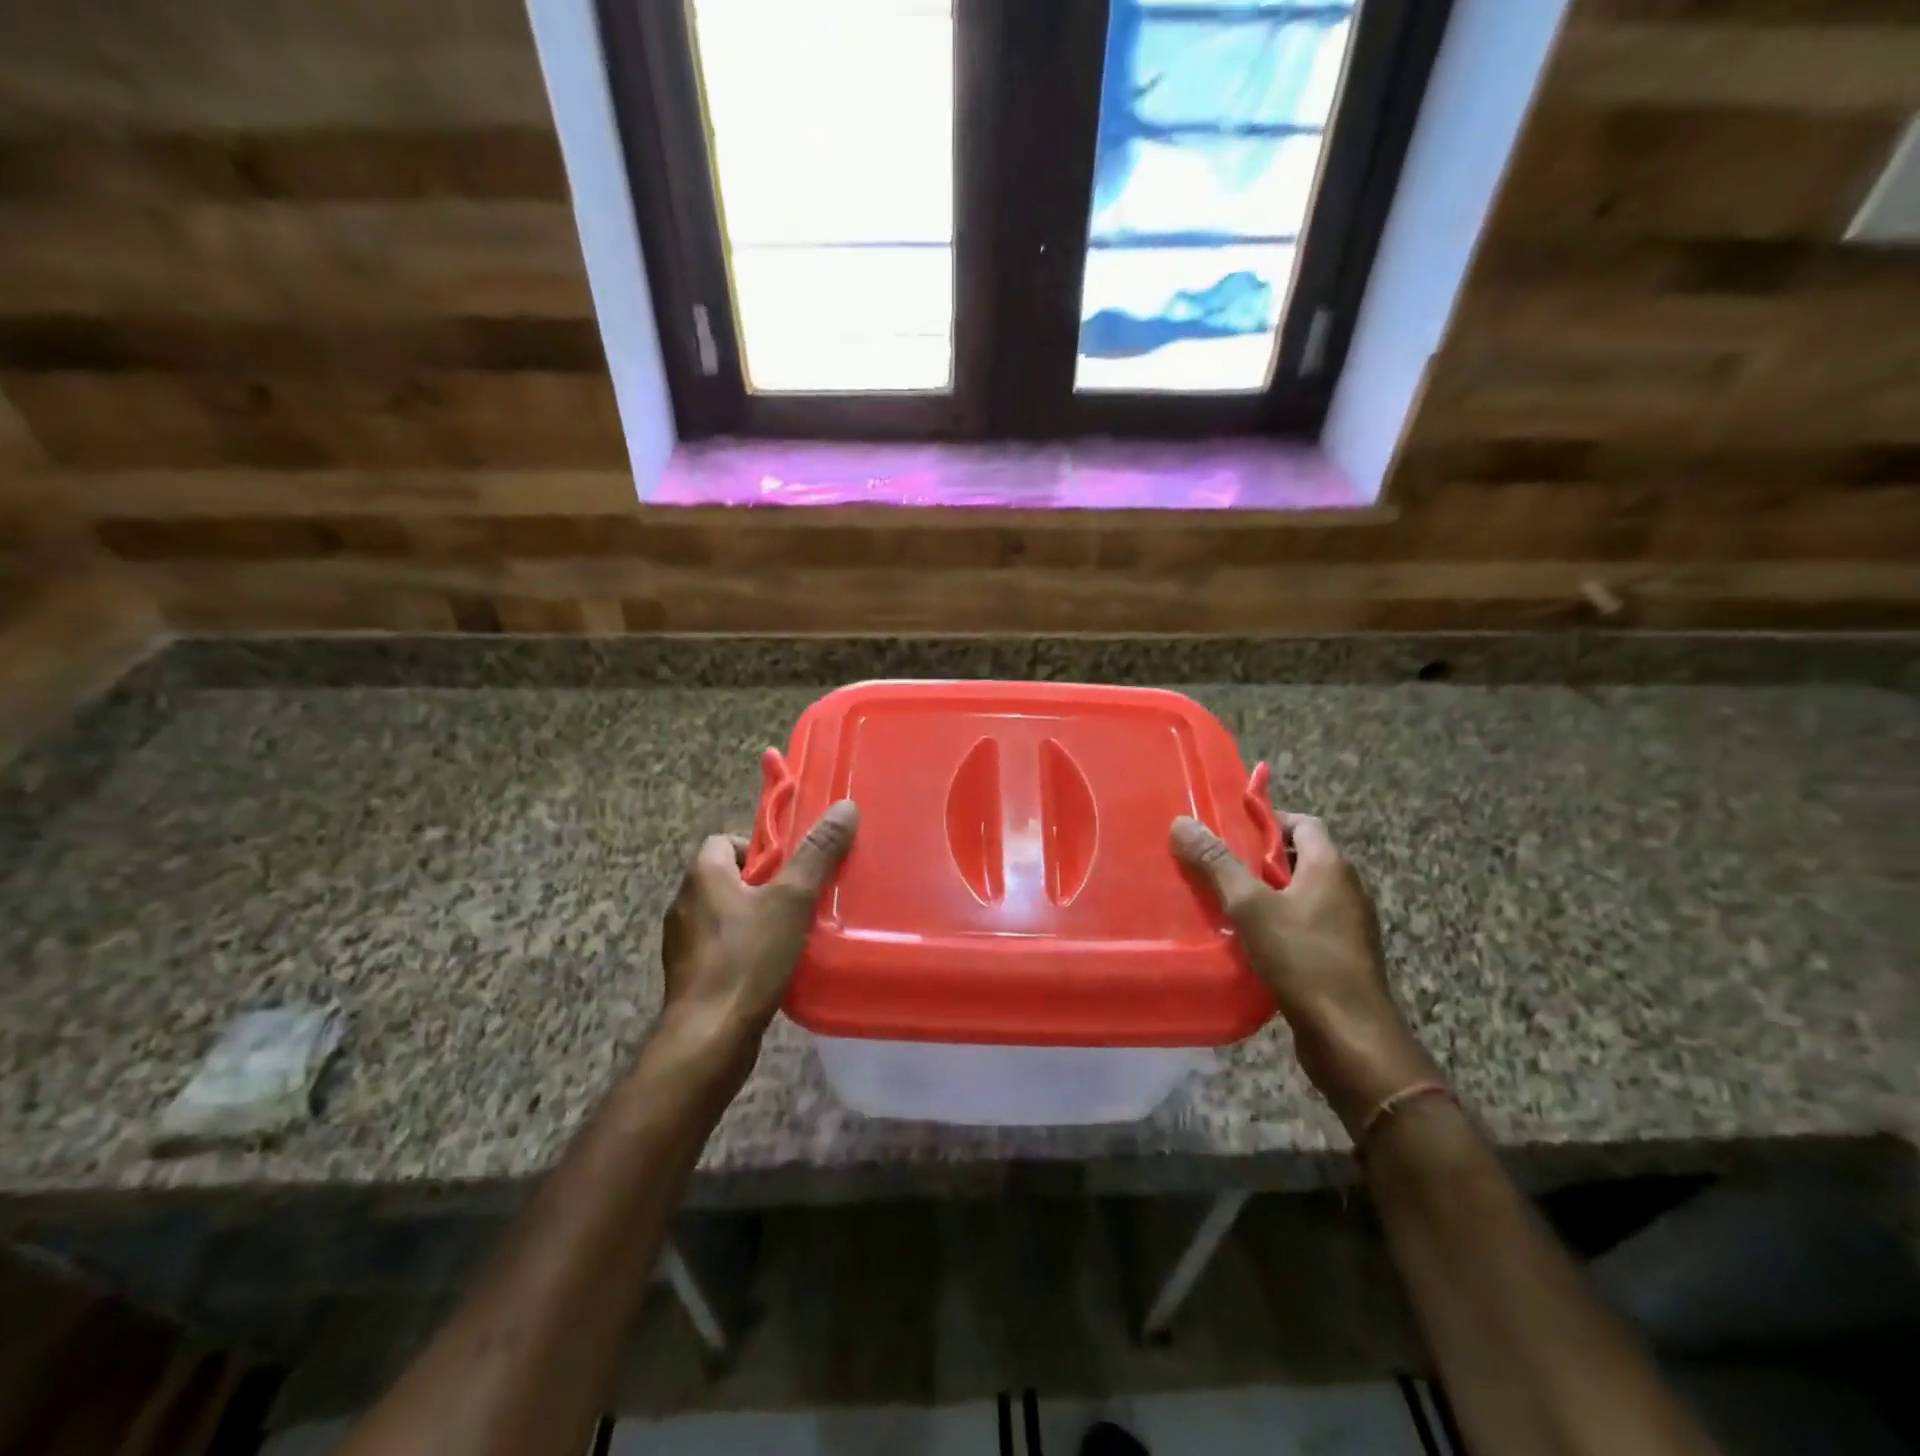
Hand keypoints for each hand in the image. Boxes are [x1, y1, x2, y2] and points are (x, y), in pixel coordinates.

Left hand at [661, 800, 859, 1050]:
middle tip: (801, 899)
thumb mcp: (792, 900)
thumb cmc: (747, 959)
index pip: (725, 841)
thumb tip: (845, 807)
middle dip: (764, 885)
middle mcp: (684, 903)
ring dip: (755, 920)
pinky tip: (773, 968)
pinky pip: (721, 949)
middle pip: (728, 878)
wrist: (708, 1039)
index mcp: (702, 875)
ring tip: (793, 934)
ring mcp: (682, 944)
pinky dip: (744, 951)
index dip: (759, 848)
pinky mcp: (690, 977)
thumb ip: (817, 853)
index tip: (791, 867)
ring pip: (725, 915)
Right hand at [1171, 807, 1439, 1133]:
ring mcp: (1347, 926)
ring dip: (1265, 894)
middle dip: (1257, 859)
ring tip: (1223, 902)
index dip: (1267, 820)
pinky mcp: (1341, 957)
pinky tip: (1246, 941)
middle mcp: (1345, 889)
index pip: (1302, 823)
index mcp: (1330, 867)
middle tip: (1216, 865)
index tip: (1229, 829)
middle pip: (1299, 858)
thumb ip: (1217, 864)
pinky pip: (1304, 925)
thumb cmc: (1303, 959)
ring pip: (1299, 894)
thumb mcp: (1251, 907)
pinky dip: (1277, 924)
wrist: (1350, 1037)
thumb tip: (1183, 822)